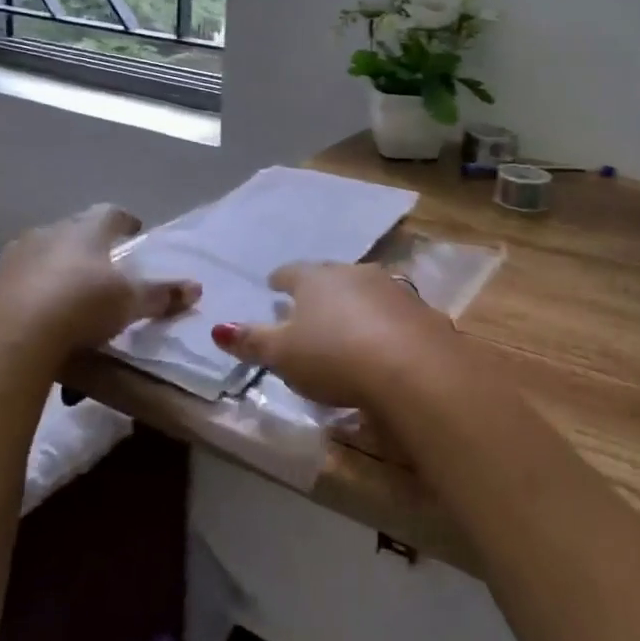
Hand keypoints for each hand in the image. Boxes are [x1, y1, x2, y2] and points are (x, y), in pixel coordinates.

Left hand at [0, 205, 199, 367]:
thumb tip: (196, 288)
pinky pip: (8, 286)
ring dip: (49, 267)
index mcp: (85, 231)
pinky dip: (20, 295)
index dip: (124, 221)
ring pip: (35, 255)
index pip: (110, 213)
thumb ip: (162, 295)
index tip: (134, 230)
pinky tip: (27, 315)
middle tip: (100, 265)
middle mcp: (46, 234)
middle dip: (85, 245)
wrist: (12, 338)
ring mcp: (11, 260)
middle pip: (70, 231)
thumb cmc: (81, 306)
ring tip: (62, 290)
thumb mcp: (130, 303)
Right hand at [209, 262, 456, 411]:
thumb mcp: (283, 355)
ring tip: (346, 321)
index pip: (291, 273)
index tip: (274, 285)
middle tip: (309, 305)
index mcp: (316, 279)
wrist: (412, 367)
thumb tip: (218, 328)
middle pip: (331, 277)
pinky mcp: (421, 311)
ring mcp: (392, 288)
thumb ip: (252, 341)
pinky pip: (394, 312)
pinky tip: (383, 340)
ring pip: (365, 290)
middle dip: (319, 289)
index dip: (280, 280)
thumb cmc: (334, 356)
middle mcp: (354, 273)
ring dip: (355, 303)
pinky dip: (384, 322)